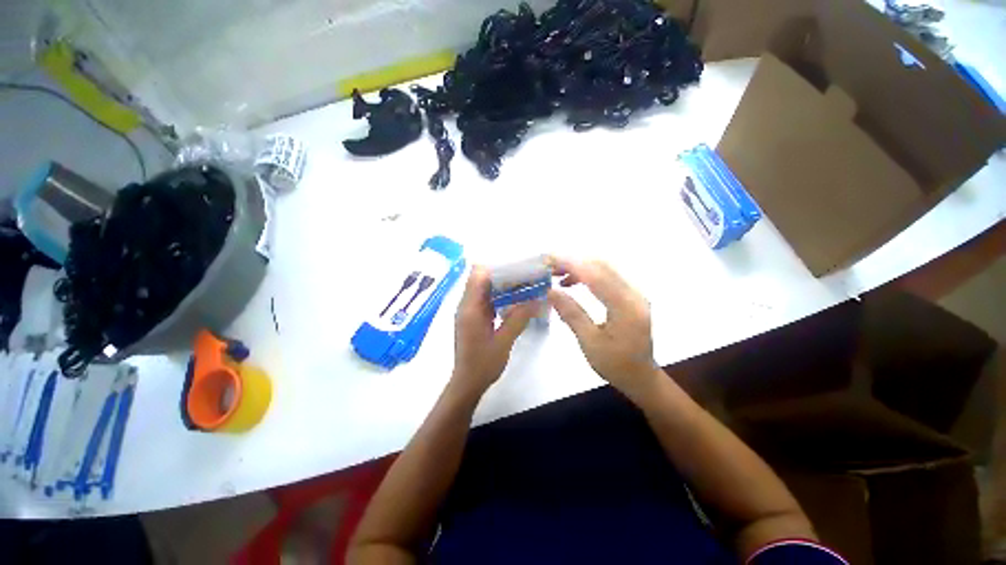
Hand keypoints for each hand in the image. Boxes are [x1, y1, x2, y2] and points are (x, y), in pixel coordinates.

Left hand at [450, 266, 535, 396]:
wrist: (467, 383)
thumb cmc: (483, 364)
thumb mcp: (504, 341)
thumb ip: (519, 318)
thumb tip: (537, 299)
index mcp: (470, 308)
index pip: (478, 275)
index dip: (497, 268)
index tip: (518, 268)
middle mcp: (467, 305)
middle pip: (482, 280)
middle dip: (503, 275)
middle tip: (526, 276)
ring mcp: (470, 312)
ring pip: (485, 289)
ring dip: (503, 286)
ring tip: (524, 285)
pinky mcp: (474, 318)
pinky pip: (487, 300)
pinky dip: (500, 297)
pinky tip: (516, 300)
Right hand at [547, 258, 660, 401]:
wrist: (641, 376)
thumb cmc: (615, 365)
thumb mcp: (589, 343)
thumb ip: (571, 314)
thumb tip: (551, 291)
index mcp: (626, 307)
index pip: (596, 276)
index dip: (571, 264)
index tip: (549, 260)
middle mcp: (634, 294)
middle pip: (602, 266)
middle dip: (574, 261)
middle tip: (549, 266)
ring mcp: (634, 293)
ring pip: (604, 268)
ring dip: (579, 266)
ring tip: (557, 273)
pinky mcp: (630, 295)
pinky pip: (607, 276)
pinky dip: (587, 274)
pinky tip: (572, 282)